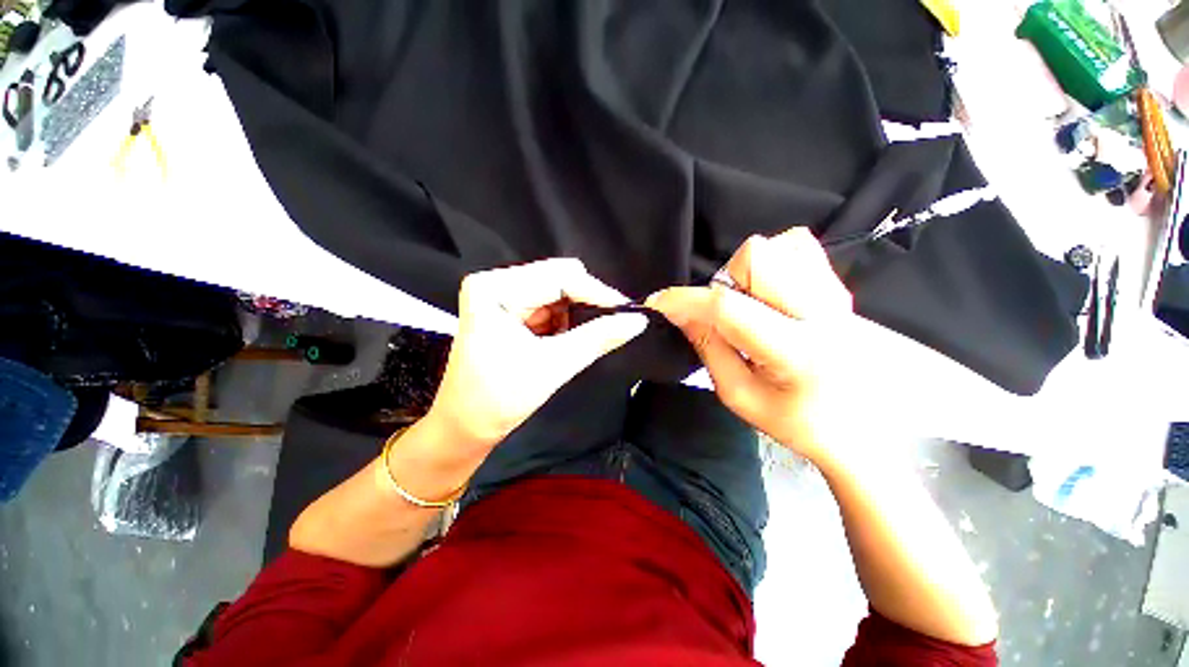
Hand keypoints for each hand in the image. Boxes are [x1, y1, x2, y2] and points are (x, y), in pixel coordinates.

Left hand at [423, 258, 647, 457]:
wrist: (466, 426)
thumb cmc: (499, 399)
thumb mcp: (554, 365)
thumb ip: (598, 338)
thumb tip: (637, 321)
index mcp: (495, 288)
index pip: (559, 277)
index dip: (596, 292)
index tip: (627, 310)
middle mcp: (496, 283)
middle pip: (558, 279)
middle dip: (586, 302)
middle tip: (612, 325)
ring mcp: (503, 295)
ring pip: (558, 292)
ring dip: (575, 314)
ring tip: (578, 340)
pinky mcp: (510, 309)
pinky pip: (550, 305)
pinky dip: (565, 321)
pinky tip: (564, 341)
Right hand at [647, 228, 861, 467]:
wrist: (862, 427)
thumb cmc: (797, 421)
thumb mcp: (739, 395)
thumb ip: (708, 348)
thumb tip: (679, 312)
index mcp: (795, 350)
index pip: (728, 307)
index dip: (685, 300)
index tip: (659, 303)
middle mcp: (821, 311)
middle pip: (756, 256)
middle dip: (726, 280)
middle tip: (728, 313)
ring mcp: (836, 293)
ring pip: (777, 246)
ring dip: (748, 273)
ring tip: (754, 307)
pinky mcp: (840, 285)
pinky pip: (798, 247)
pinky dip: (773, 263)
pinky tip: (773, 295)